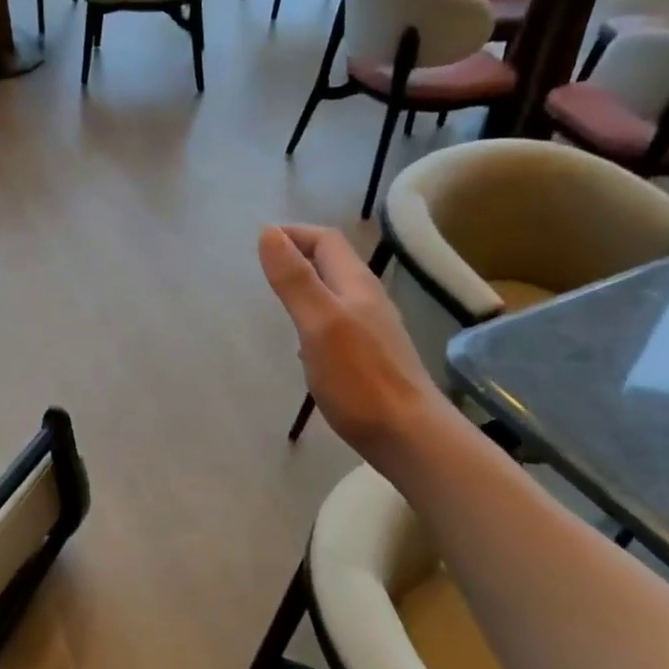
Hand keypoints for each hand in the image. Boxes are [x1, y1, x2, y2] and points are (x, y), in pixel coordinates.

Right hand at [258, 224, 442, 456]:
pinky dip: (316, 318)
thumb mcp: (318, 323)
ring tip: (278, 299)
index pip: (326, 241)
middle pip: (334, 264)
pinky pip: (340, 323)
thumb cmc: (359, 378)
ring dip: (308, 287)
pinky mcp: (372, 358)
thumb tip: (269, 233)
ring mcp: (374, 330)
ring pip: (337, 294)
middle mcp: (368, 300)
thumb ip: (294, 279)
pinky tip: (304, 343)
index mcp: (356, 285)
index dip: (294, 234)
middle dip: (300, 256)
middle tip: (265, 268)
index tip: (260, 242)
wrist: (409, 435)